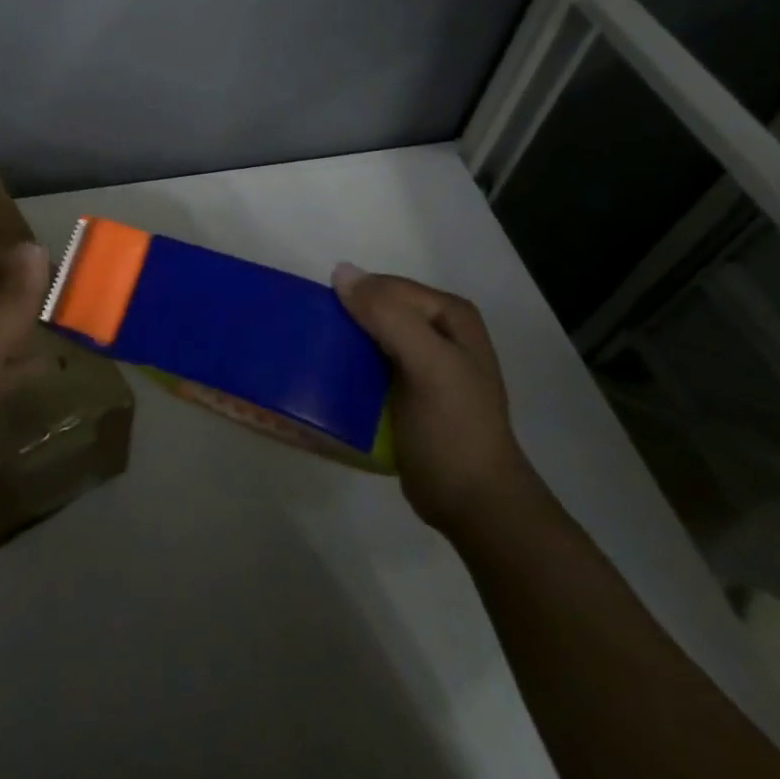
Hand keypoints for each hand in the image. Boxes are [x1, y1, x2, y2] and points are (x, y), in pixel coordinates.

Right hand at [331, 265, 535, 536]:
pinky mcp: (400, 393)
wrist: (473, 505)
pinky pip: (363, 367)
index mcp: (449, 316)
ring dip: (337, 346)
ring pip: (364, 338)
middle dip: (341, 321)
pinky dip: (343, 371)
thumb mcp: (429, 366)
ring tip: (306, 360)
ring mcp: (418, 364)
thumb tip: (340, 273)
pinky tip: (322, 383)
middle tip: (308, 340)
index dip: (353, 299)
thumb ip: (389, 317)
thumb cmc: (454, 430)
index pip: (385, 287)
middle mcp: (435, 332)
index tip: (319, 321)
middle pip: (374, 310)